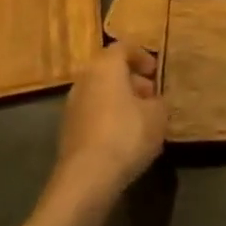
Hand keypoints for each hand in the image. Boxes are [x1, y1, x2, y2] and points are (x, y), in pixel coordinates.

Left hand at [54, 42, 164, 197]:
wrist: (87, 178)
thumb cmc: (127, 134)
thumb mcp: (158, 114)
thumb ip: (159, 100)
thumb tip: (154, 101)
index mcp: (105, 67)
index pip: (123, 47)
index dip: (143, 56)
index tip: (157, 72)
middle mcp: (84, 80)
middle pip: (109, 70)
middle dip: (132, 80)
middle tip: (151, 96)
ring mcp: (72, 106)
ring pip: (100, 93)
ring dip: (120, 100)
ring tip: (141, 119)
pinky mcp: (67, 131)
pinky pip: (93, 114)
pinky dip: (108, 118)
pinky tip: (124, 137)